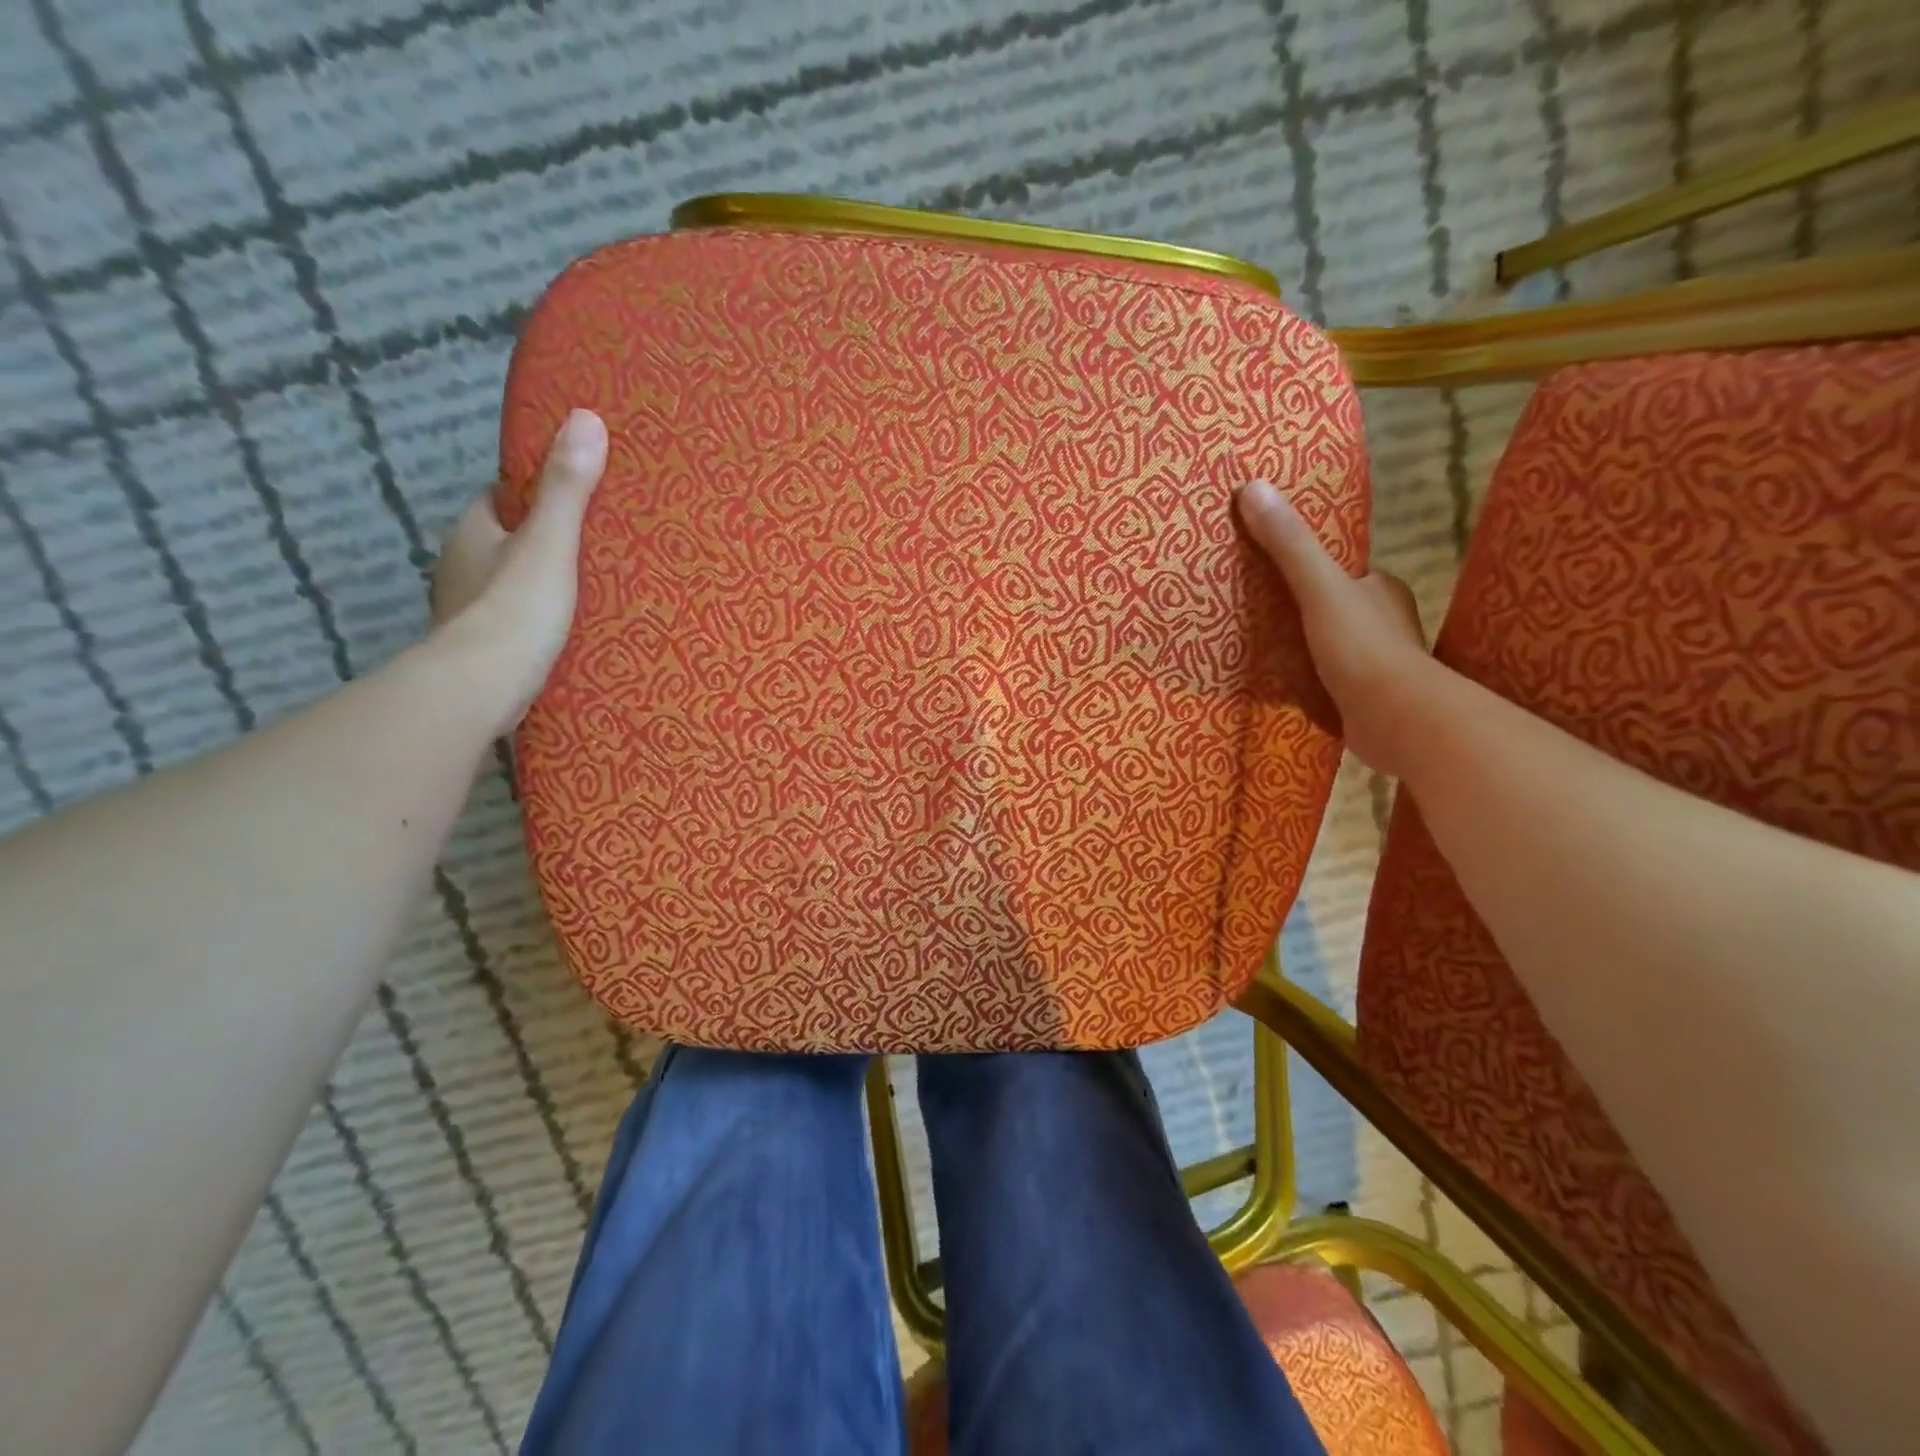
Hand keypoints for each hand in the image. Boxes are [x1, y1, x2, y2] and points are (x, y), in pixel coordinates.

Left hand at [429, 408, 608, 734]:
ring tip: (592, 590)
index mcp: (471, 532)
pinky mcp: (482, 649)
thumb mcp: (550, 543)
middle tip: (595, 545)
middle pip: (505, 541)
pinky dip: (536, 620)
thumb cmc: (514, 608)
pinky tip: (568, 631)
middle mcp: (460, 566)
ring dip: (538, 584)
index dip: (533, 493)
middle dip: (542, 541)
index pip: (499, 497)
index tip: (575, 496)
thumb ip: (568, 489)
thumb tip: (586, 417)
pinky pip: (514, 620)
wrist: (480, 688)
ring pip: (508, 584)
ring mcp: (467, 611)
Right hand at [1235, 478, 1433, 776]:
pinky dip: (1300, 681)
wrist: (1396, 721)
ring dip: (1297, 647)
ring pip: (1326, 646)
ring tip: (1251, 647)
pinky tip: (1272, 685)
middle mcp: (1382, 624)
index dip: (1305, 568)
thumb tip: (1253, 487)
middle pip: (1330, 608)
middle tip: (1250, 609)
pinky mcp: (1359, 700)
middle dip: (1297, 610)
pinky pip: (1322, 682)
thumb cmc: (1363, 648)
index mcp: (1380, 590)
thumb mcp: (1320, 588)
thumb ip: (1289, 545)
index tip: (1266, 569)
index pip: (1339, 571)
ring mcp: (1373, 666)